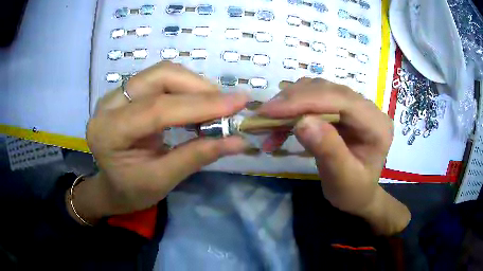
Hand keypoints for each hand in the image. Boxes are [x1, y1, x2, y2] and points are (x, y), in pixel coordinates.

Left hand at [68, 62, 248, 223]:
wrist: (110, 186)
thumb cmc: (131, 191)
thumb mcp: (162, 181)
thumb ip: (197, 156)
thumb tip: (238, 140)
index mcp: (109, 132)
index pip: (157, 108)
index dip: (201, 104)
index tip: (239, 103)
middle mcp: (108, 104)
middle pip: (160, 77)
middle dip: (199, 88)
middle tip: (227, 106)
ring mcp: (116, 94)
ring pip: (162, 73)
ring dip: (194, 85)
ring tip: (215, 106)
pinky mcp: (126, 93)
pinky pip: (160, 79)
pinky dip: (185, 88)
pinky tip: (198, 104)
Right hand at [258, 78, 409, 234]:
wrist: (359, 194)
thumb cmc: (353, 192)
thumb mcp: (343, 180)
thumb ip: (328, 151)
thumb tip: (302, 122)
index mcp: (376, 125)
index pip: (341, 100)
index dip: (305, 101)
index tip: (270, 110)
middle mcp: (368, 108)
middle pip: (328, 90)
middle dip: (293, 100)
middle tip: (263, 115)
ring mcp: (355, 106)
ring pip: (318, 90)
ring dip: (291, 102)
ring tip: (269, 121)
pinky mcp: (342, 109)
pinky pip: (314, 99)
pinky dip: (294, 109)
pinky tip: (280, 126)